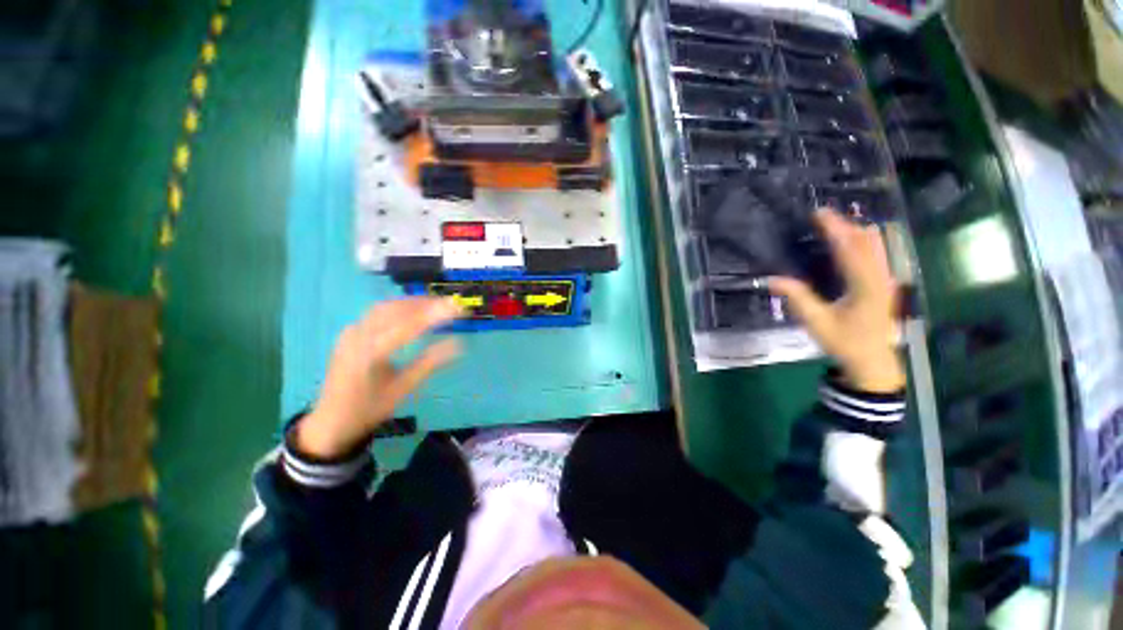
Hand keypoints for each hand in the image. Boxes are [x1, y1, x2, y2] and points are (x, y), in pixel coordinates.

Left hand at [295, 298, 461, 458]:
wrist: (331, 420)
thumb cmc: (370, 408)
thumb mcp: (403, 389)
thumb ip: (429, 363)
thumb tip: (458, 344)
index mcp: (370, 354)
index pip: (407, 326)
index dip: (434, 315)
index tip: (458, 308)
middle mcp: (357, 337)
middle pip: (395, 310)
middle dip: (425, 304)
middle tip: (451, 304)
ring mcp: (351, 332)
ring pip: (385, 307)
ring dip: (412, 302)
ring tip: (436, 304)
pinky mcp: (351, 332)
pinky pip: (376, 312)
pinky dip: (399, 306)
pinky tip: (412, 310)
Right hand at [769, 209, 903, 392]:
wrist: (872, 361)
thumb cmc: (844, 342)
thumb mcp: (817, 322)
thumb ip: (798, 298)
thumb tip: (773, 279)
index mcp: (865, 286)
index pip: (850, 250)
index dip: (835, 230)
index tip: (819, 214)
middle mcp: (880, 278)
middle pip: (866, 242)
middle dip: (845, 225)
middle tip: (822, 216)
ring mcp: (885, 280)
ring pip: (875, 246)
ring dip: (855, 232)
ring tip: (834, 224)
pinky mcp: (884, 283)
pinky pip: (876, 254)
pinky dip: (862, 242)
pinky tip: (851, 241)